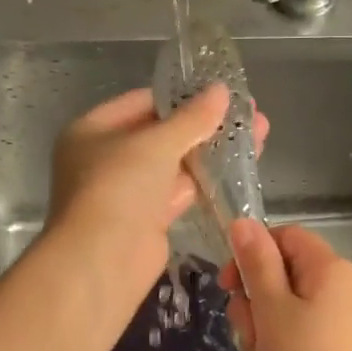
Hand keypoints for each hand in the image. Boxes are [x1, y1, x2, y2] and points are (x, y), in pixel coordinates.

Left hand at [47, 85, 267, 289]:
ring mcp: (128, 191)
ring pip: (176, 164)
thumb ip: (192, 118)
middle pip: (162, 134)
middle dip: (206, 124)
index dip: (183, 97)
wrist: (103, 260)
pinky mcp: (148, 219)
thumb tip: (222, 90)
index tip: (223, 92)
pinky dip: (207, 180)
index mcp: (94, 130)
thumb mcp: (156, 143)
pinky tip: (241, 168)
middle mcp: (107, 158)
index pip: (143, 103)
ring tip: (258, 134)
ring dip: (212, 151)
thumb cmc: (118, 188)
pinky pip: (180, 191)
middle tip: (249, 113)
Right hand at [220, 219, 351, 350]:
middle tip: (250, 335)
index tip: (229, 285)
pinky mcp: (341, 349)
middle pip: (282, 275)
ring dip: (263, 331)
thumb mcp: (272, 309)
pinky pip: (300, 334)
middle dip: (255, 303)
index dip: (252, 254)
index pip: (283, 238)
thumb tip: (242, 221)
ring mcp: (344, 320)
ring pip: (285, 309)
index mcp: (330, 268)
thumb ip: (256, 263)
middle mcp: (343, 287)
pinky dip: (281, 350)